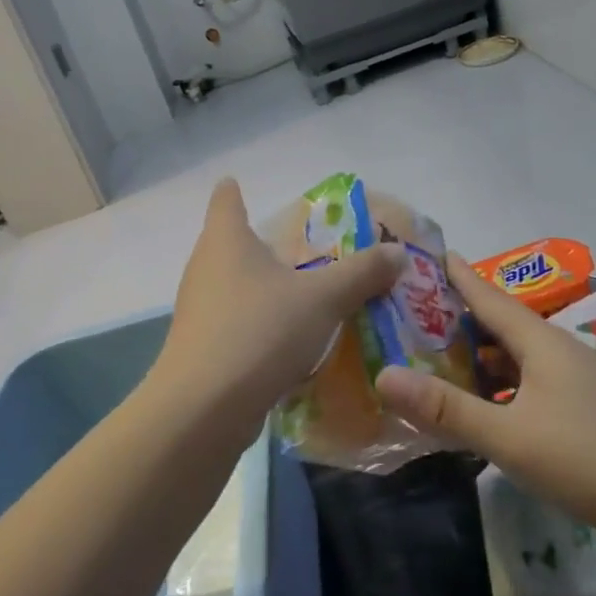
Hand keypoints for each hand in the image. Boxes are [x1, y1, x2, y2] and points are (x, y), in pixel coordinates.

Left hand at [153, 179, 403, 440]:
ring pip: (232, 286)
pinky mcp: (200, 348)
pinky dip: (257, 324)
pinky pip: (234, 324)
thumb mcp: (322, 299)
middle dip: (260, 245)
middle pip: (229, 243)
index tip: (241, 186)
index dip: (233, 191)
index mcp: (226, 240)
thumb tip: (397, 251)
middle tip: (302, 249)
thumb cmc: (260, 331)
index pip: (224, 200)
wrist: (204, 408)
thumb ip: (361, 273)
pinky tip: (285, 342)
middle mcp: (205, 268)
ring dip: (261, 288)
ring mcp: (198, 310)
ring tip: (300, 294)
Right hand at [375, 257, 595, 544]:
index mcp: (540, 343)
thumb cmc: (588, 459)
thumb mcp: (508, 437)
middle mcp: (561, 351)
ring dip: (484, 357)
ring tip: (445, 361)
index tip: (432, 254)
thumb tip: (382, 374)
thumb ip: (446, 408)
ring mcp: (581, 380)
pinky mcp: (592, 409)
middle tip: (418, 315)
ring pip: (521, 357)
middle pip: (503, 325)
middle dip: (462, 319)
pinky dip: (505, 385)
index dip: (458, 276)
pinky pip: (535, 382)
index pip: (488, 297)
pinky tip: (493, 406)